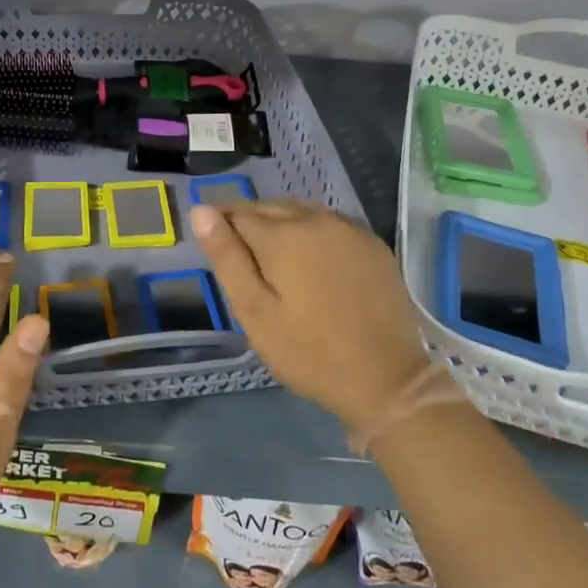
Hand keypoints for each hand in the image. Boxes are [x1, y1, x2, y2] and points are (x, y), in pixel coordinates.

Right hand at [190, 200, 429, 433]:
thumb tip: (201, 210)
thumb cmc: (309, 352)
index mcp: (283, 234)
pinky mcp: (373, 244)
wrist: (387, 379)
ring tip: (276, 263)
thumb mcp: (255, 312)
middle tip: (244, 263)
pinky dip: (313, 234)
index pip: (238, 213)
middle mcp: (317, 218)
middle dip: (250, 224)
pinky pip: (331, 225)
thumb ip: (227, 257)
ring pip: (302, 213)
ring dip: (282, 226)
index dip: (221, 228)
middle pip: (270, 207)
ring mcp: (350, 229)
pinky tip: (313, 264)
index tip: (219, 254)